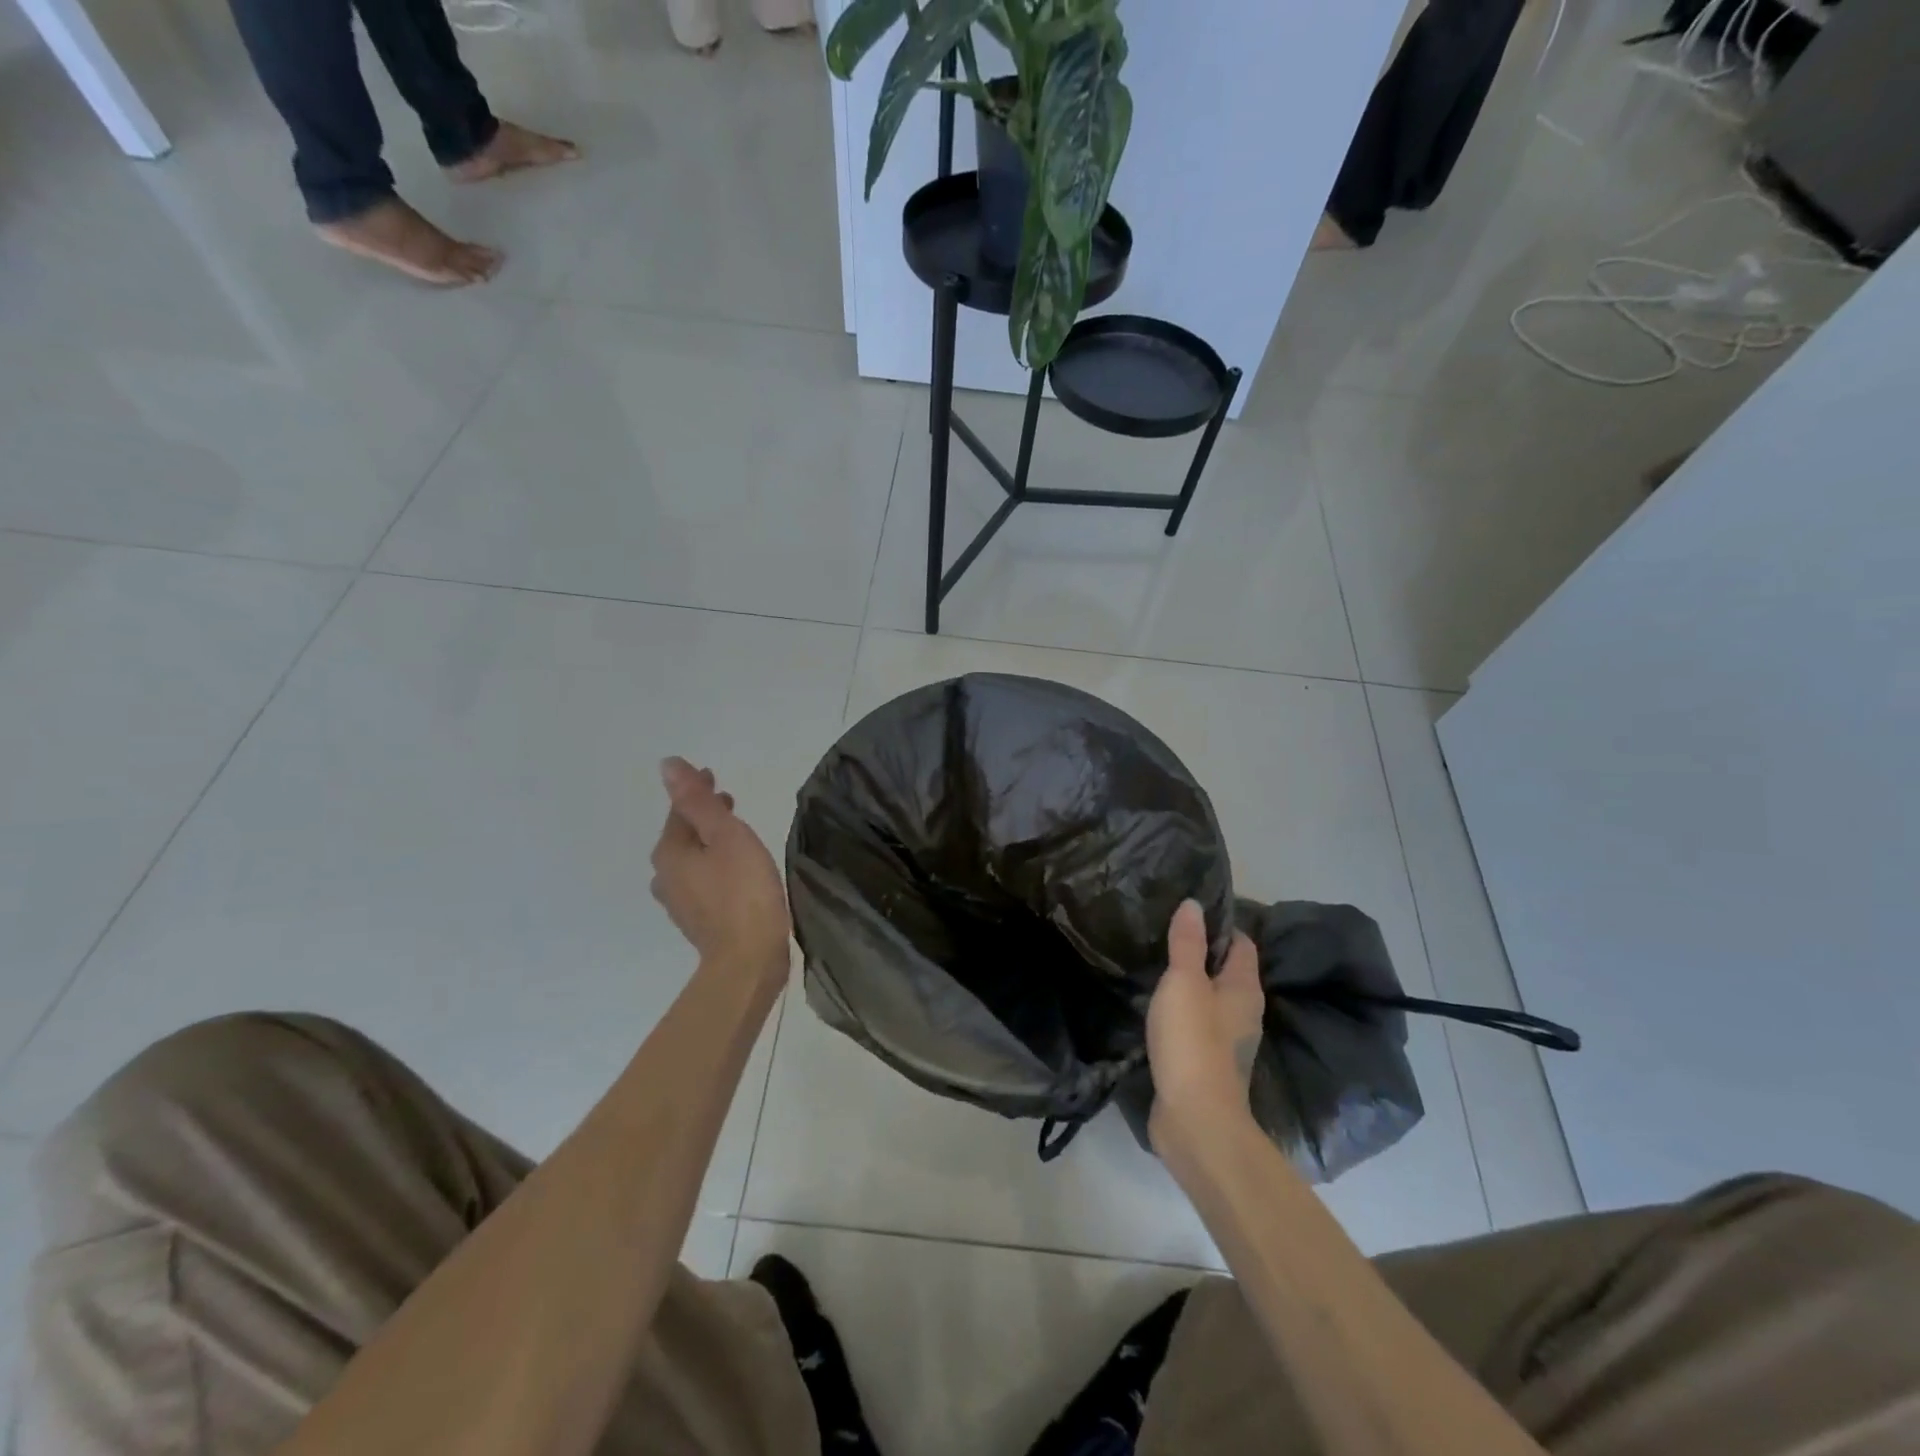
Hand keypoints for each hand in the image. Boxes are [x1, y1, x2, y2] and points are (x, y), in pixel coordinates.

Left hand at [650, 758, 790, 987]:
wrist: (748, 960)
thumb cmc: (743, 891)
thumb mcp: (726, 836)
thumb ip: (698, 801)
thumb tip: (667, 764)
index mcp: (669, 852)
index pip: (680, 811)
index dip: (698, 791)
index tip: (714, 777)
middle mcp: (665, 876)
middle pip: (682, 836)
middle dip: (703, 817)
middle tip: (728, 803)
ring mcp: (679, 903)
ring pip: (692, 860)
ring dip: (708, 843)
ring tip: (733, 834)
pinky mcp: (697, 922)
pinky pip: (701, 882)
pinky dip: (714, 867)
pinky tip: (734, 870)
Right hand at [1146, 900, 1264, 1156]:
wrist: (1196, 1120)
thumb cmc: (1193, 1041)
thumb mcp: (1184, 983)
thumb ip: (1188, 943)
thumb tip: (1193, 904)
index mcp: (1244, 989)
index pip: (1241, 943)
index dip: (1219, 924)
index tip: (1186, 912)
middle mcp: (1243, 1012)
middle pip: (1227, 971)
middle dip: (1202, 953)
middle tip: (1164, 934)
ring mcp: (1228, 1042)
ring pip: (1211, 1000)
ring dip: (1190, 985)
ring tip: (1156, 966)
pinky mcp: (1207, 1064)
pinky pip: (1197, 1026)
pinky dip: (1181, 1013)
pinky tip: (1157, 1009)